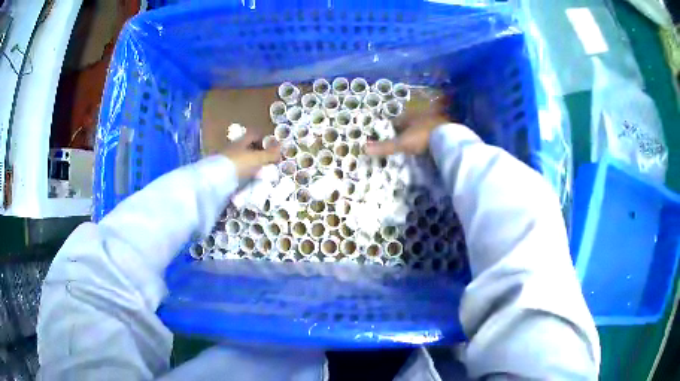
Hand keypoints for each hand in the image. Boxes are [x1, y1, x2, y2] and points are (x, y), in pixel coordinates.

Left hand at [221, 132, 280, 177]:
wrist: (215, 181)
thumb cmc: (238, 164)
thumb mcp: (257, 159)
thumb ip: (269, 154)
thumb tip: (281, 147)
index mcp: (240, 141)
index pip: (254, 134)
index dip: (263, 139)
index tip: (272, 148)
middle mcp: (232, 148)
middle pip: (247, 147)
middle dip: (257, 153)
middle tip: (267, 162)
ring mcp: (226, 160)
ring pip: (241, 160)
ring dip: (250, 165)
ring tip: (259, 174)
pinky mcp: (221, 173)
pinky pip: (236, 171)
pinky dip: (243, 175)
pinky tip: (248, 182)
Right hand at [366, 89, 452, 155]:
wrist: (447, 137)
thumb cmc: (422, 137)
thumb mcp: (401, 143)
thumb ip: (385, 147)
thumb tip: (364, 149)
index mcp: (410, 115)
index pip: (399, 119)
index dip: (396, 124)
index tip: (393, 130)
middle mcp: (422, 114)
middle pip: (413, 119)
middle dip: (410, 124)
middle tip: (407, 133)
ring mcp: (435, 119)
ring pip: (426, 122)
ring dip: (423, 127)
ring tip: (420, 137)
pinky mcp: (446, 126)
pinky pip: (437, 128)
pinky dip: (434, 133)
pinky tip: (434, 140)